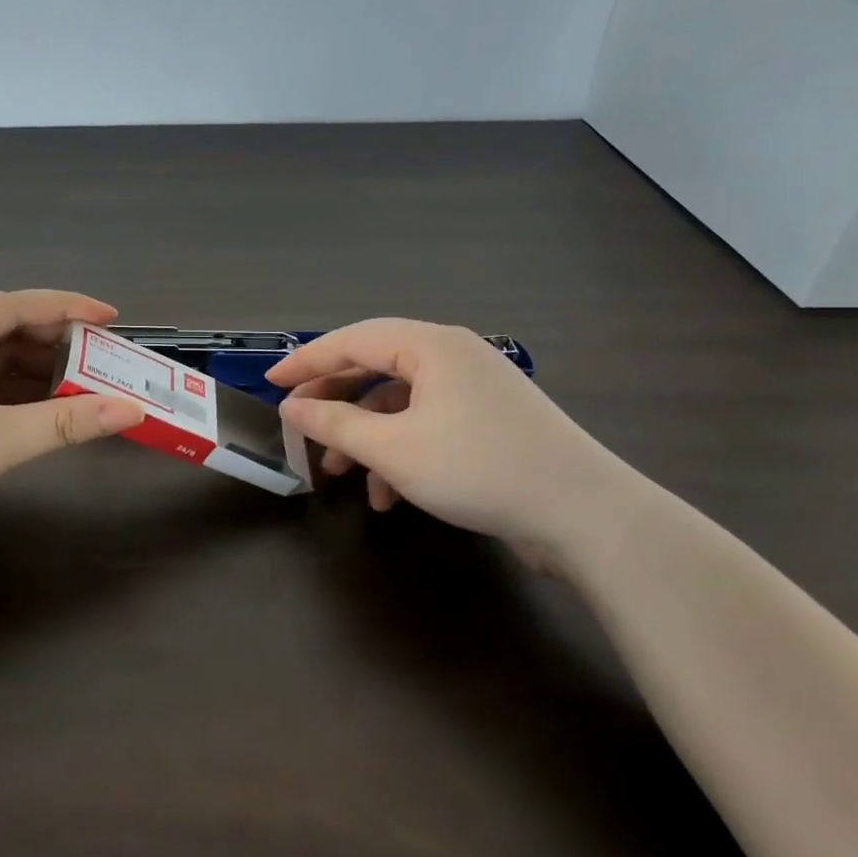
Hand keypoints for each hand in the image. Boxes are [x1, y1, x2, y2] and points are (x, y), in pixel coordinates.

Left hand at [0, 290, 144, 539]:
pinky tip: (50, 407)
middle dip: (56, 346)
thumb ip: (64, 424)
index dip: (66, 309)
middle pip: (5, 330)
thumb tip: (131, 410)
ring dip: (39, 372)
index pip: (12, 306)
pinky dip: (17, 394)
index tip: (112, 319)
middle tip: (107, 360)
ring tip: (89, 386)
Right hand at [266, 319, 630, 564]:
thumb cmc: (478, 469)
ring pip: (400, 403)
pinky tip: (388, 496)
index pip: (352, 340)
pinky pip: (428, 425)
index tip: (271, 384)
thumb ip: (333, 424)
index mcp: (431, 346)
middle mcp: (453, 356)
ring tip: (339, 474)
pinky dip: (400, 453)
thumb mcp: (393, 449)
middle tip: (299, 426)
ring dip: (365, 436)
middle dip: (334, 403)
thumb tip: (291, 409)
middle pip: (375, 368)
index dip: (306, 362)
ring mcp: (475, 390)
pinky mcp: (490, 423)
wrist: (586, 516)